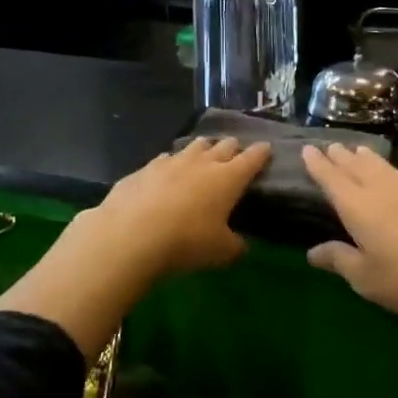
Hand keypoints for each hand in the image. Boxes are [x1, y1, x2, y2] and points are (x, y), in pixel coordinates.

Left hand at [80, 137, 272, 280]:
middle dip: (233, 148)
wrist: (130, 235)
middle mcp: (203, 162)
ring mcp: (171, 162)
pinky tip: (167, 172)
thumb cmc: (186, 242)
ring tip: (204, 154)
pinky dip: (171, 164)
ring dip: (203, 149)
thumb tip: (241, 245)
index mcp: (228, 178)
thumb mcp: (221, 252)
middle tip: (235, 154)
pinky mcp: (144, 168)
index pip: (252, 158)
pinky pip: (164, 160)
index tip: (266, 149)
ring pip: (194, 146)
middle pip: (224, 145)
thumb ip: (235, 246)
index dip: (261, 153)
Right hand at [301, 143, 397, 320]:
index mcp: (359, 209)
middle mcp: (385, 190)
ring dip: (372, 158)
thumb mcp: (367, 279)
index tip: (308, 150)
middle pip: (358, 169)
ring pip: (388, 167)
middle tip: (333, 146)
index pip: (333, 181)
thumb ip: (339, 260)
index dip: (319, 166)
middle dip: (343, 157)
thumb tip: (312, 251)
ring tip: (360, 149)